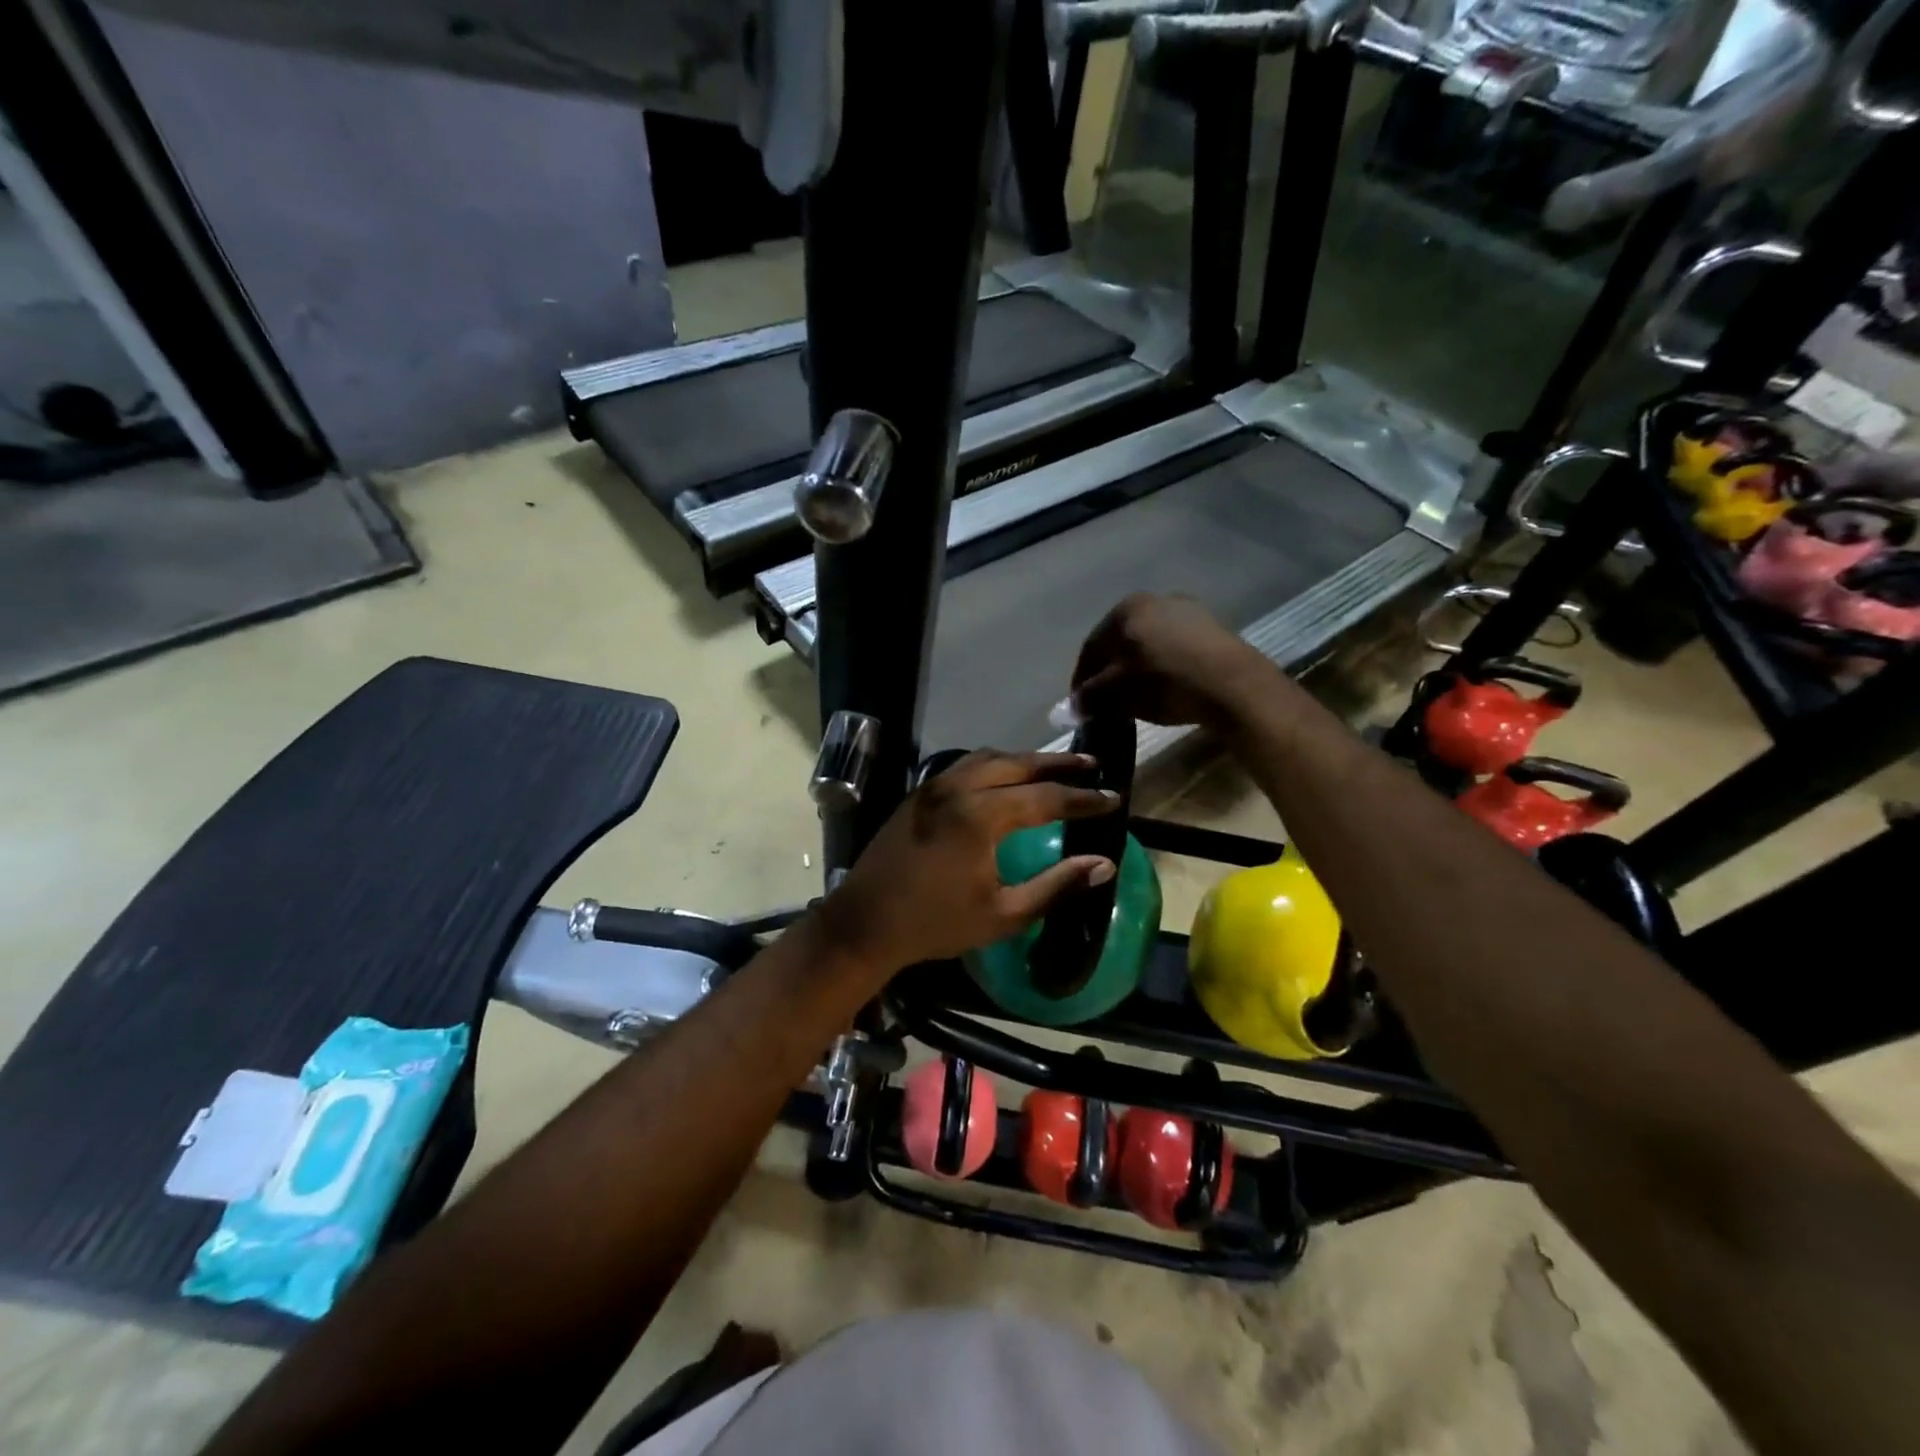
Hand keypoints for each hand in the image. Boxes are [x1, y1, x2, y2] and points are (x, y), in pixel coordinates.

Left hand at [818, 750, 1119, 974]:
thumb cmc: (936, 923)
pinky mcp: (919, 794)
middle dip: (1057, 763)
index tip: (1113, 797)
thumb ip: (1055, 886)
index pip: (1044, 797)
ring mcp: (934, 787)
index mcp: (980, 816)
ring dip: (1024, 760)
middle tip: (1091, 763)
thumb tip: (1103, 865)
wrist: (864, 923)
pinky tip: (1006, 778)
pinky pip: (965, 765)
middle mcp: (957, 788)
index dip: (1082, 798)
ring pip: (988, 758)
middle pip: (1017, 763)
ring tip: (1054, 767)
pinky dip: (994, 765)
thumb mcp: (1003, 914)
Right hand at [1072, 593, 1274, 727]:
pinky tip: (1166, 688)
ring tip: (1136, 697)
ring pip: (1149, 644)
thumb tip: (1073, 706)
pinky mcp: (1213, 628)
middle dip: (1110, 672)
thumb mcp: (1118, 693)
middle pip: (1120, 642)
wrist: (1233, 684)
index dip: (1081, 678)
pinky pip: (1175, 649)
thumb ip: (1090, 697)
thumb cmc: (1165, 682)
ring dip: (1137, 669)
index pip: (1091, 647)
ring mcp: (1187, 611)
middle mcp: (1155, 600)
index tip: (1079, 704)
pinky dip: (1164, 667)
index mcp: (1125, 608)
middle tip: (1106, 701)